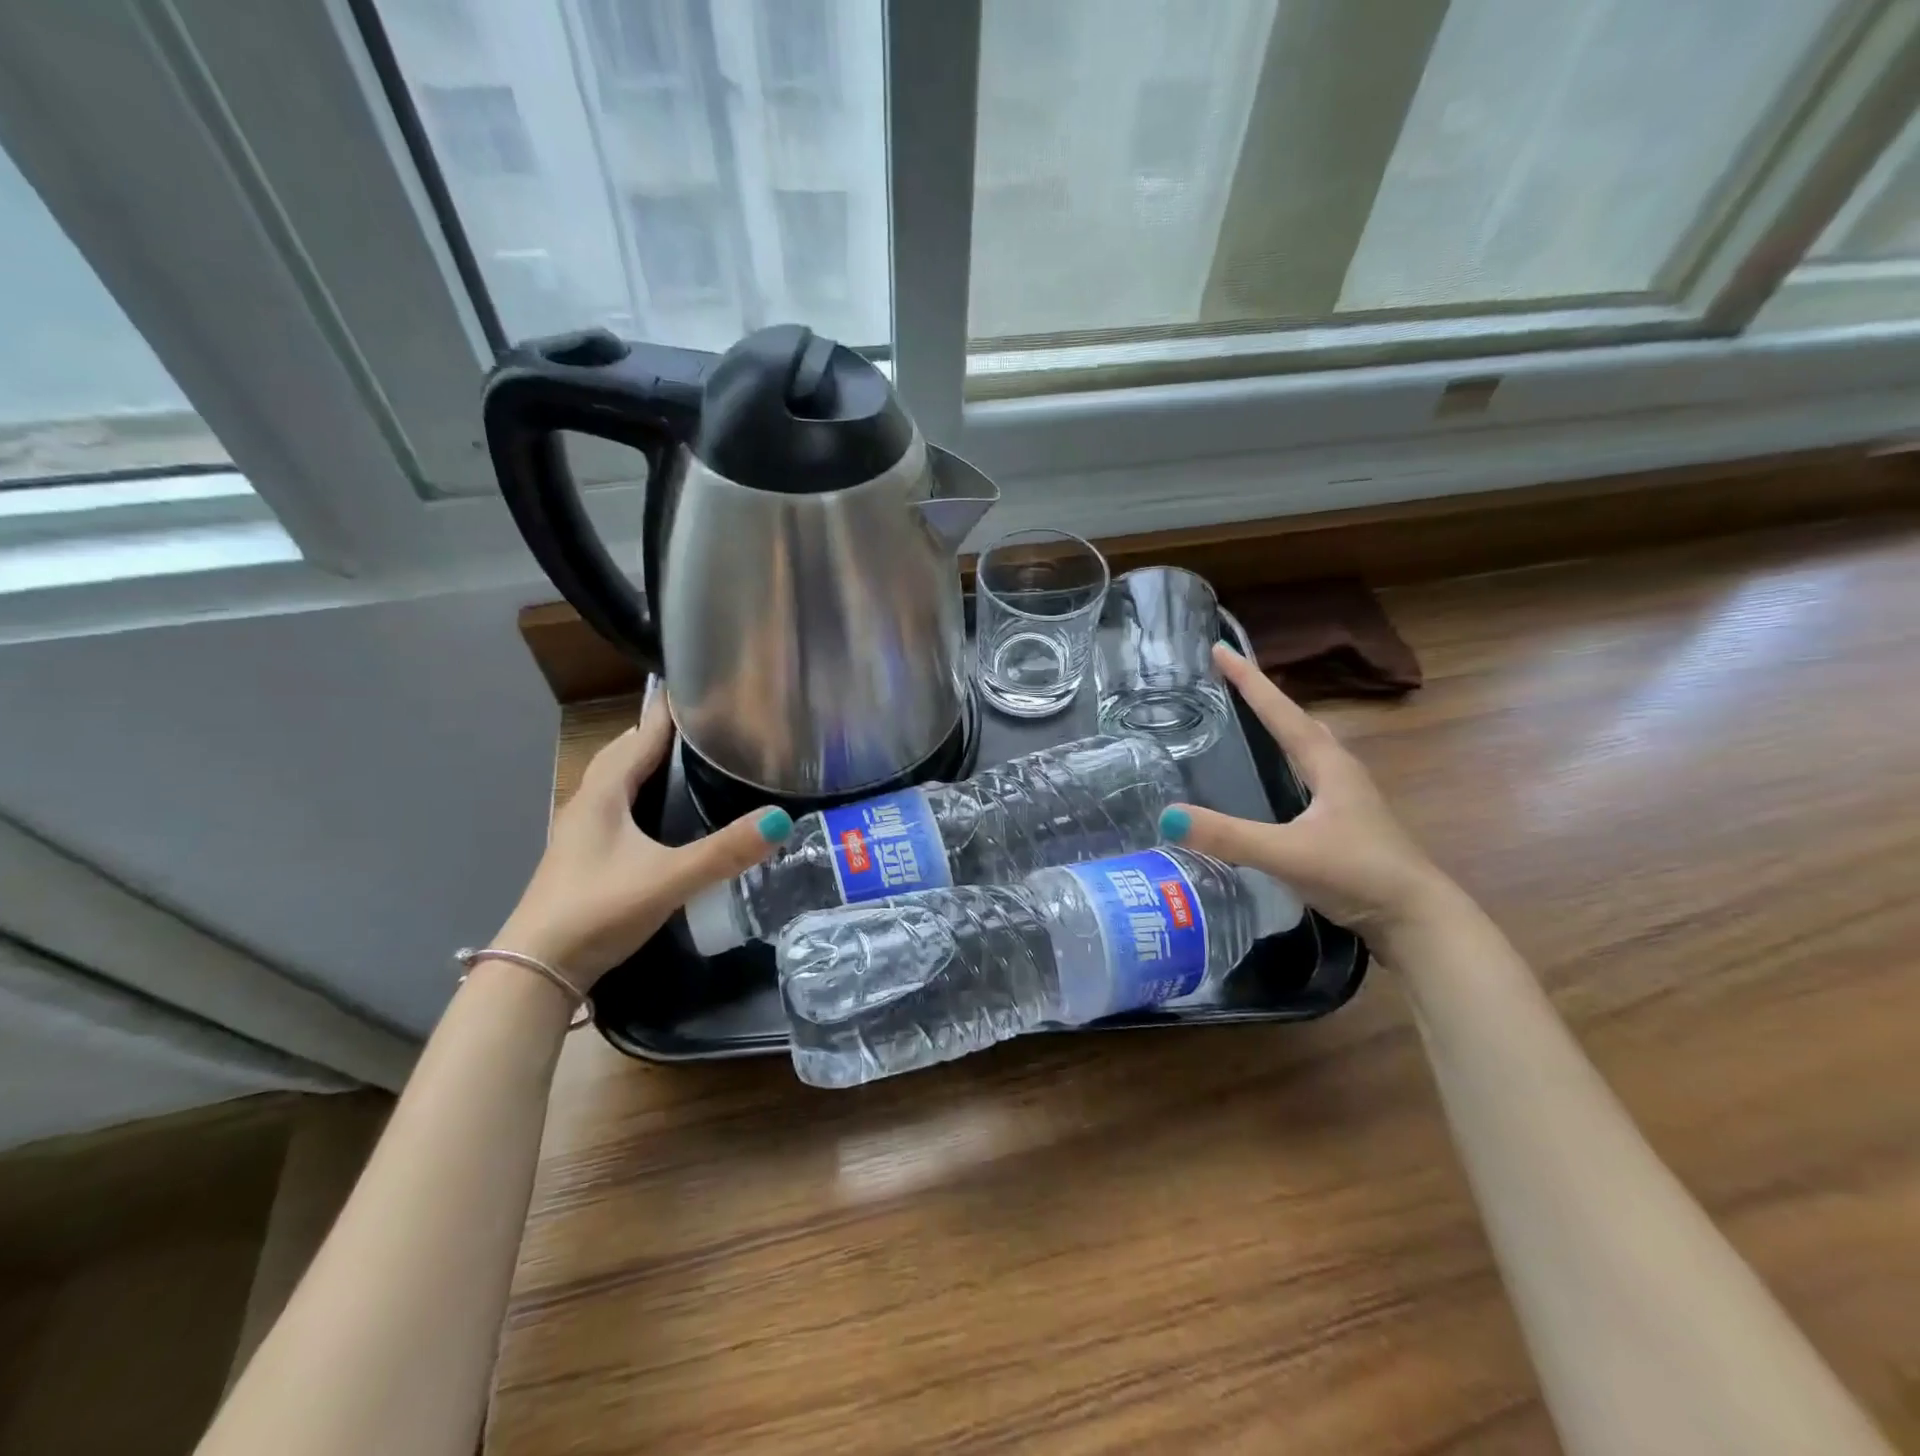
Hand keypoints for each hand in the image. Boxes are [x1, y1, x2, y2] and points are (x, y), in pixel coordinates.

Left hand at [493, 687, 791, 984]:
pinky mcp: (586, 855)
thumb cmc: (599, 910)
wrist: (538, 969)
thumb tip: (781, 819)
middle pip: (625, 752)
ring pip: (618, 780)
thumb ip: (725, 851)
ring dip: (648, 762)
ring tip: (689, 758)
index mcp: (604, 793)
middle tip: (706, 723)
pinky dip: (641, 792)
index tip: (705, 687)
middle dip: (661, 732)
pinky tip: (662, 811)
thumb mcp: (669, 878)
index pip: (641, 735)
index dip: (671, 711)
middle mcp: (589, 802)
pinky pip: (618, 806)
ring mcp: (583, 830)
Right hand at [1160, 645, 1457, 943]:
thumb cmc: (1358, 875)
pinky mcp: (1345, 823)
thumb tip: (1167, 817)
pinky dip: (1285, 761)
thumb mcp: (1288, 854)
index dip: (1249, 680)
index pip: (1281, 712)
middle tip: (1230, 680)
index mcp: (1328, 765)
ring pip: (1308, 748)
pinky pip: (1307, 775)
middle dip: (1265, 698)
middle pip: (1299, 722)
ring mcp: (1346, 798)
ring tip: (1249, 717)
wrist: (1418, 920)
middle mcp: (1339, 772)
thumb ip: (1229, 836)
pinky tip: (1275, 779)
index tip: (1220, 649)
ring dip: (1279, 727)